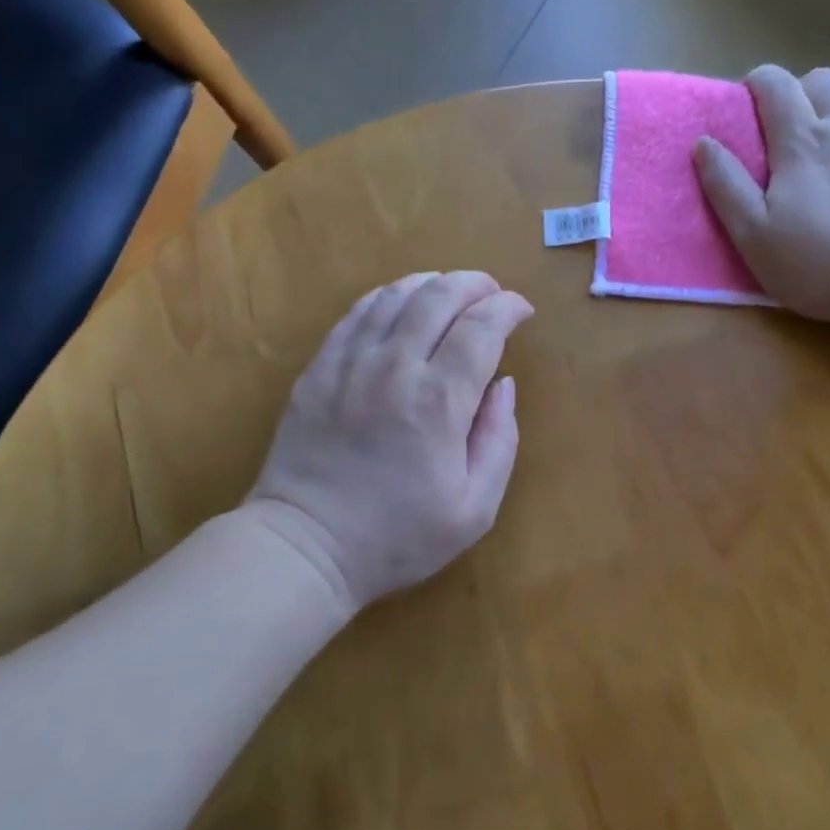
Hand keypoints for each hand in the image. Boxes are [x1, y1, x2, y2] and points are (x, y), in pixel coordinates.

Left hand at [246, 271, 533, 614]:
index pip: (481, 328)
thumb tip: (505, 385)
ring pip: (396, 295)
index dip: (508, 308)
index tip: (522, 311)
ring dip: (432, 283)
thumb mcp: (475, 508)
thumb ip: (500, 440)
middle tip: (492, 294)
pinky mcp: (320, 367)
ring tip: (451, 292)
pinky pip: (357, 312)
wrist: (307, 545)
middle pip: (440, 296)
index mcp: (439, 401)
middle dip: (475, 284)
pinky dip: (388, 297)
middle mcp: (395, 367)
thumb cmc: (397, 535)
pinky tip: (401, 303)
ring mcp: (350, 362)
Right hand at [694, 65, 829, 336]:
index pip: (775, 85)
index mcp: (801, 141)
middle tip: (796, 130)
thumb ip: (726, 186)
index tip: (751, 100)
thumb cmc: (821, 266)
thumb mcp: (754, 236)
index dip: (758, 83)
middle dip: (802, 93)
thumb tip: (703, 143)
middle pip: (823, 79)